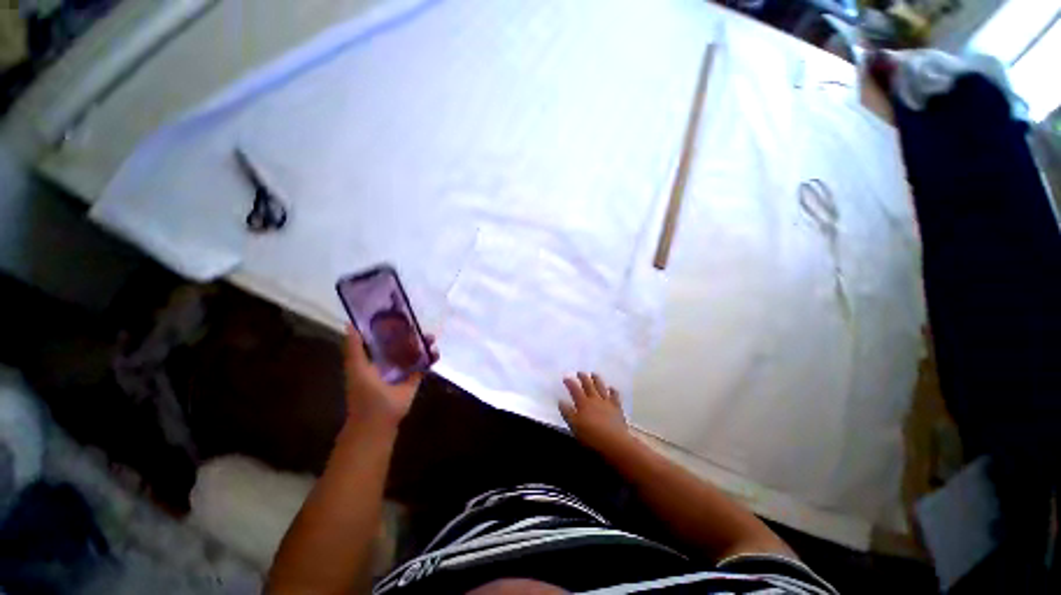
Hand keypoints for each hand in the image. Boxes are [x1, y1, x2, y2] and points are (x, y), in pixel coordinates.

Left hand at [343, 324, 437, 428]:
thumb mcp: (356, 368)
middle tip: (421, 327)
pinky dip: (430, 359)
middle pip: (401, 345)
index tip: (402, 317)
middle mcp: (387, 364)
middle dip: (411, 336)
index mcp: (372, 359)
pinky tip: (436, 352)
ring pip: (414, 353)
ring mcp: (402, 372)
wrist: (377, 422)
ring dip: (422, 346)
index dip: (391, 328)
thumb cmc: (364, 394)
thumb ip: (355, 348)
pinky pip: (423, 366)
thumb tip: (350, 324)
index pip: (383, 340)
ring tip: (431, 338)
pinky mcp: (413, 381)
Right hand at [559, 372, 630, 452]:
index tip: (566, 377)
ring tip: (594, 374)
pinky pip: (615, 396)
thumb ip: (567, 413)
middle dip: (583, 377)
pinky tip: (612, 388)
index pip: (574, 389)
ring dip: (597, 379)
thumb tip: (561, 401)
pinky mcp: (617, 408)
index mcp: (583, 403)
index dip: (570, 382)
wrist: (615, 442)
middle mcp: (595, 399)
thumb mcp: (574, 426)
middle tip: (580, 372)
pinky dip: (613, 391)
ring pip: (601, 387)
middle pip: (588, 385)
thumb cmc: (591, 436)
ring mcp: (607, 402)